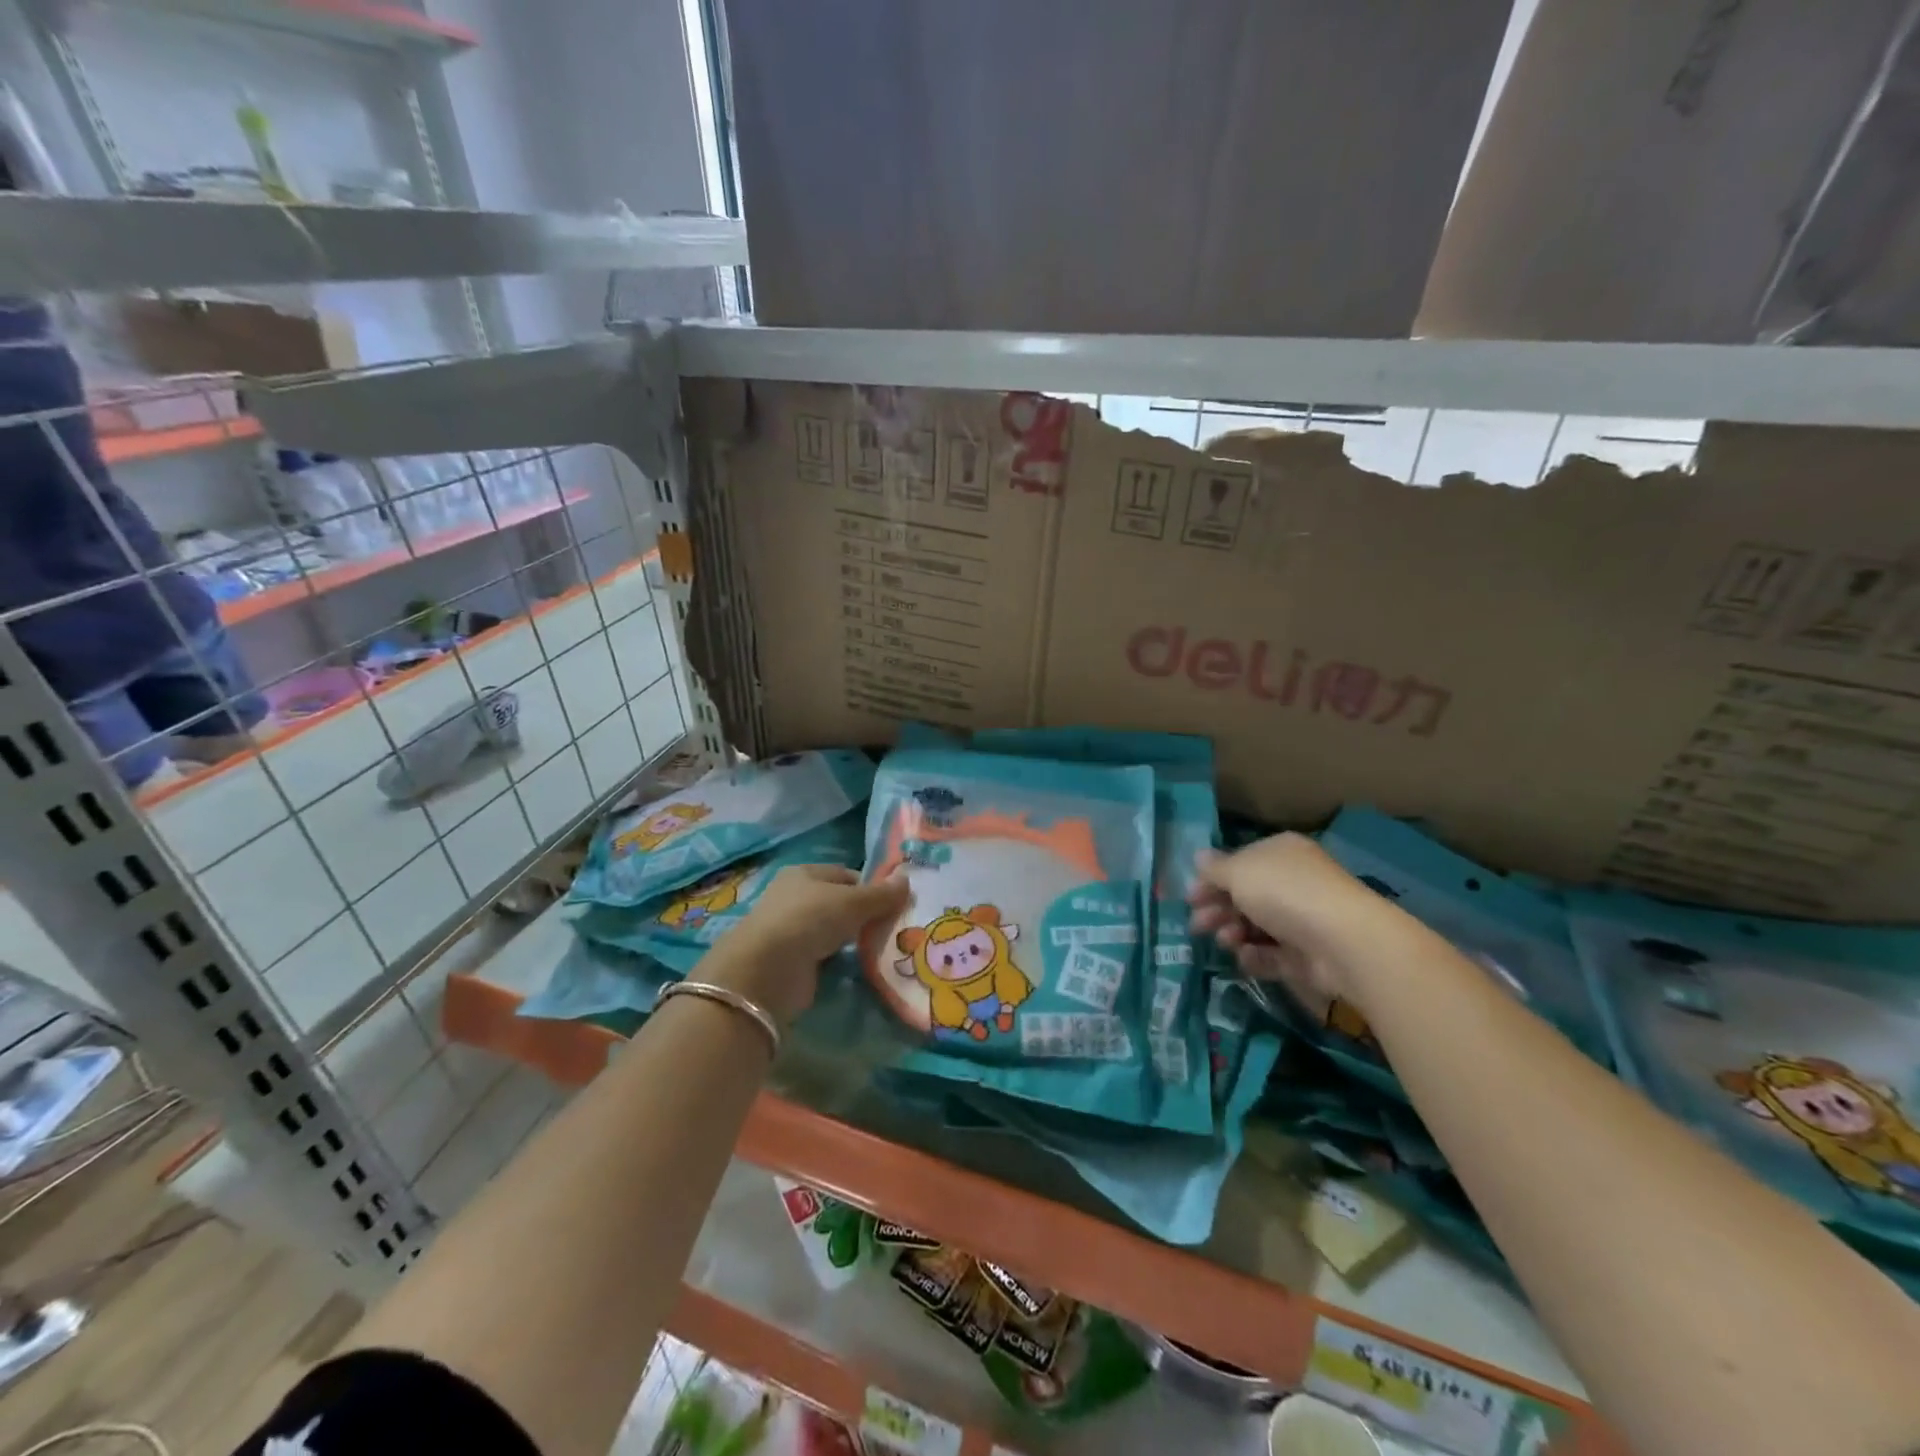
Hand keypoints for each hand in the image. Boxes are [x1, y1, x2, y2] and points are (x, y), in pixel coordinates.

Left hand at [703, 865, 909, 1025]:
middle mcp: (795, 898)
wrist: (767, 972)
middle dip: (866, 914)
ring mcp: (792, 932)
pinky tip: (865, 967)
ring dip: (856, 939)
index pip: (845, 875)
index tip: (896, 902)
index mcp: (804, 873)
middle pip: (840, 903)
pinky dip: (844, 961)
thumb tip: (907, 881)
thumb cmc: (808, 919)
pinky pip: (828, 956)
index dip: (871, 886)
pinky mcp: (794, 963)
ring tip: (887, 948)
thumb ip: (880, 894)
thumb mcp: (851, 901)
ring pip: (835, 931)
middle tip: (897, 926)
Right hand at [1187, 833, 1381, 1020]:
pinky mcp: (1307, 954)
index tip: (1190, 898)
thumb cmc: (1284, 892)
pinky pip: (1272, 954)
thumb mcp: (1239, 872)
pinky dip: (1255, 956)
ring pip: (1255, 926)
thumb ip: (1214, 868)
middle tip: (1197, 926)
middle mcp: (1292, 882)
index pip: (1239, 863)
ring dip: (1233, 932)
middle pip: (1244, 896)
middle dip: (1217, 910)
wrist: (1342, 940)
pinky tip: (1245, 957)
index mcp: (1279, 854)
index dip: (1211, 880)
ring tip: (1226, 941)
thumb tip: (1198, 856)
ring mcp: (1301, 919)